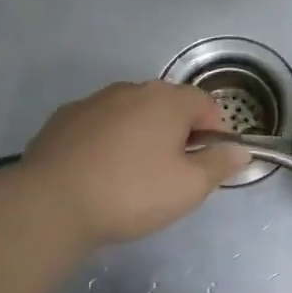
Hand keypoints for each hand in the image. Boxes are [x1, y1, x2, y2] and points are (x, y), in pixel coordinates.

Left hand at [21, 81, 248, 246]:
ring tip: (132, 174)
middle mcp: (132, 89)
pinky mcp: (64, 117)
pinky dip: (107, 139)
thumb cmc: (131, 193)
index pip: (206, 104)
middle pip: (168, 104)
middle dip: (176, 132)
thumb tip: (240, 150)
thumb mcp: (188, 188)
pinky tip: (98, 171)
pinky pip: (99, 123)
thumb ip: (219, 165)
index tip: (206, 163)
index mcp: (168, 100)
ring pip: (131, 112)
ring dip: (140, 134)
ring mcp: (95, 100)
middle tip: (171, 172)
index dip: (214, 131)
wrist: (51, 203)